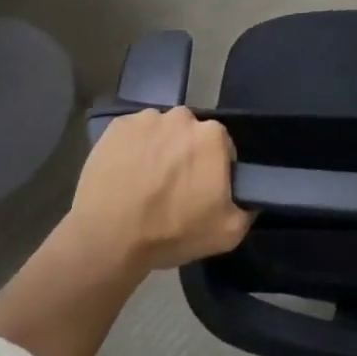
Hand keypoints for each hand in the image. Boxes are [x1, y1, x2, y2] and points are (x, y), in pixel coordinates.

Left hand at [66, 108, 252, 272]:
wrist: (109, 238)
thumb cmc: (172, 232)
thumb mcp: (227, 232)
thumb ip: (247, 207)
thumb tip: (247, 195)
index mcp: (212, 136)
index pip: (222, 147)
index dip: (213, 169)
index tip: (201, 190)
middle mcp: (182, 117)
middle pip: (190, 134)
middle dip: (186, 154)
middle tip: (173, 187)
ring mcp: (146, 118)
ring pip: (161, 131)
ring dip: (159, 149)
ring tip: (145, 181)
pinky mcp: (117, 125)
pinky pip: (134, 133)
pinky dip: (133, 148)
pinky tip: (125, 174)